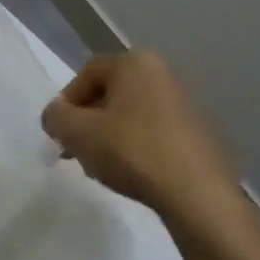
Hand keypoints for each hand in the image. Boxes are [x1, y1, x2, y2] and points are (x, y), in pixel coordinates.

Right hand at [41, 50, 240, 222]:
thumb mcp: (77, 132)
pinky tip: (134, 174)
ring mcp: (189, 105)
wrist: (199, 196)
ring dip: (112, 136)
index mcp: (136, 63)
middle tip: (77, 149)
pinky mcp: (204, 135)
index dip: (66, 102)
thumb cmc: (132, 150)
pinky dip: (140, 148)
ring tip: (103, 166)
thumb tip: (55, 116)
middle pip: (112, 94)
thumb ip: (55, 117)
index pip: (87, 74)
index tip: (60, 132)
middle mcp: (165, 74)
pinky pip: (158, 134)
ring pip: (134, 115)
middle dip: (89, 121)